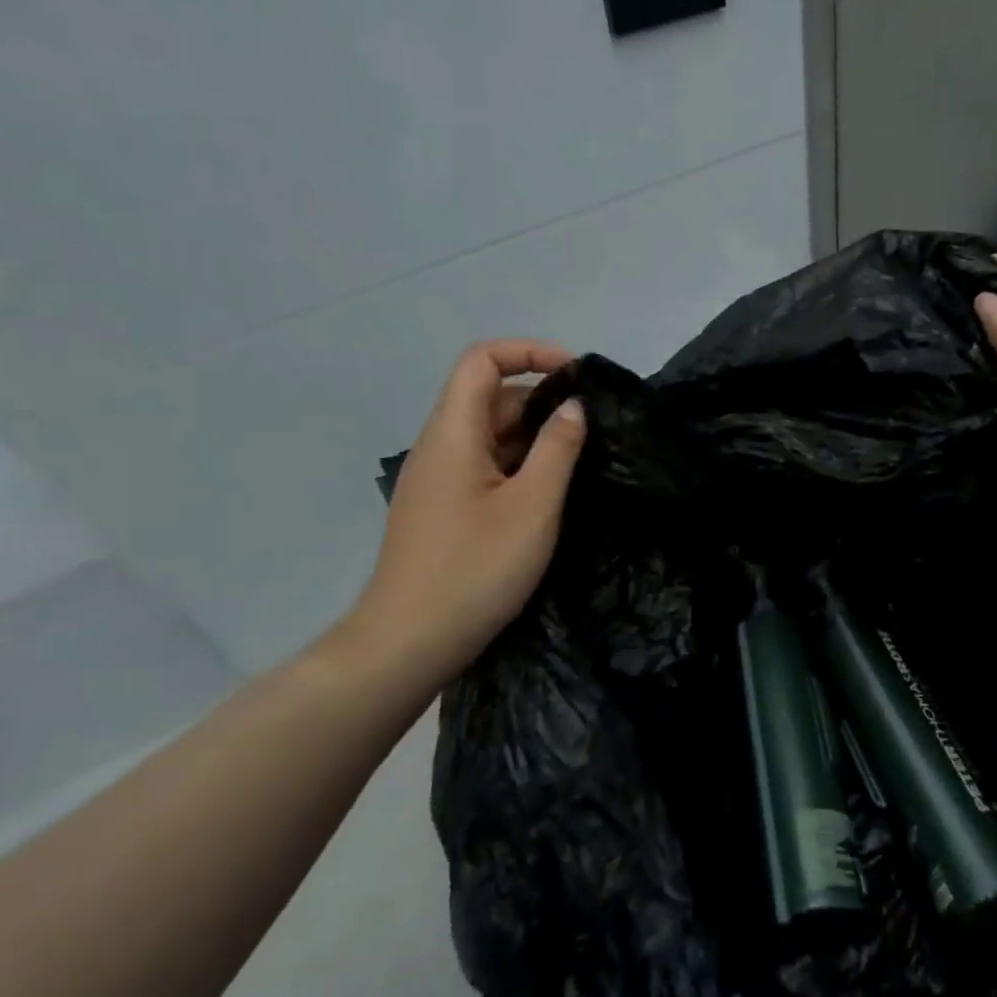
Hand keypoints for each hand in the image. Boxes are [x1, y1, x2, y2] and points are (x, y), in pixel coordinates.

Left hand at [344, 340, 586, 687]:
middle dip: (540, 398)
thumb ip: (557, 449)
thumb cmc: (474, 570)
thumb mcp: (532, 507)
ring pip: (487, 432)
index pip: (481, 360)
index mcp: (452, 433)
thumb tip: (574, 407)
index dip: (529, 352)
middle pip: (487, 395)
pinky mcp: (442, 506)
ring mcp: (437, 478)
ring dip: (531, 433)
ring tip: (577, 458)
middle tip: (589, 426)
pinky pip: (482, 463)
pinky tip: (547, 490)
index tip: (575, 375)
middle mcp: (438, 445)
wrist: (406, 644)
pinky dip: (517, 462)